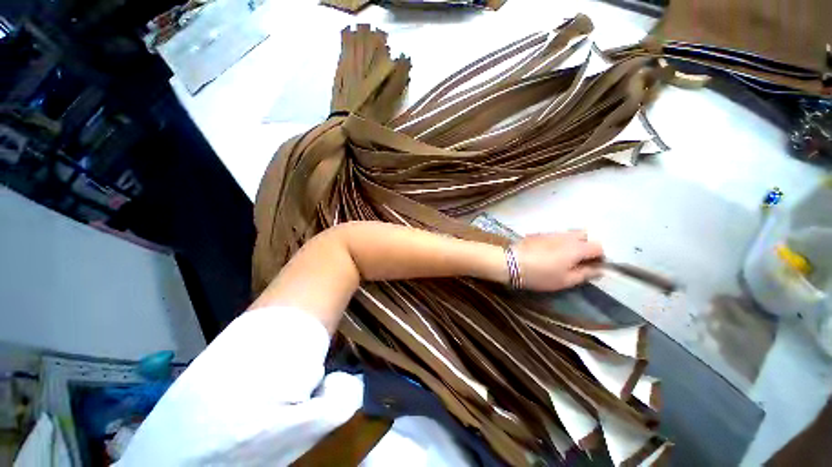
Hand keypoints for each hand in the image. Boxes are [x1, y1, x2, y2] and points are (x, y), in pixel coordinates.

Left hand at [513, 231, 603, 291]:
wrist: (510, 263)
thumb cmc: (540, 275)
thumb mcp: (564, 280)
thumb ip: (585, 274)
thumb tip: (598, 269)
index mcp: (577, 247)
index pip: (598, 246)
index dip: (599, 257)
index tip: (592, 266)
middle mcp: (566, 236)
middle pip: (585, 235)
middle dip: (586, 245)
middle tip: (578, 260)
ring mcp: (550, 232)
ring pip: (568, 233)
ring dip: (571, 243)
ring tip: (562, 257)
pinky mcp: (538, 233)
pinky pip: (554, 235)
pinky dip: (557, 241)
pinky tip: (547, 252)